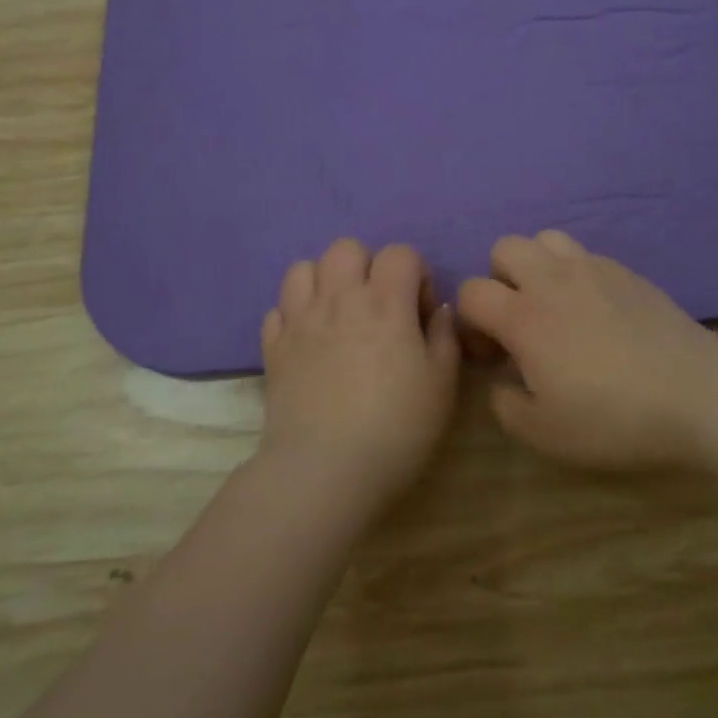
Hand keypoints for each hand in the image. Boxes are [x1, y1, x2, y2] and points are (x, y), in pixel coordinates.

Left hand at [259, 239, 459, 511]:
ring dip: (324, 282)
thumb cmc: (397, 428)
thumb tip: (438, 311)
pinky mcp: (273, 347)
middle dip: (367, 267)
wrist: (326, 470)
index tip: (419, 313)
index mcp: (385, 302)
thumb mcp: (442, 385)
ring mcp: (299, 320)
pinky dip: (294, 316)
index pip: (400, 253)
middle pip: (347, 248)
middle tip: (378, 306)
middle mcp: (339, 298)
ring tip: (338, 315)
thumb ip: (444, 337)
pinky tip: (308, 341)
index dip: (416, 275)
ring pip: (303, 268)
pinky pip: (278, 309)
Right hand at [457, 232, 717, 470]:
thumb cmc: (615, 418)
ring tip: (554, 304)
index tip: (493, 355)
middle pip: (503, 248)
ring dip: (536, 265)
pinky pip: (583, 254)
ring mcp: (591, 268)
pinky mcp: (625, 269)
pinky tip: (594, 309)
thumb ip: (507, 406)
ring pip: (544, 238)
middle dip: (499, 280)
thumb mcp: (547, 433)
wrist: (696, 392)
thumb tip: (503, 382)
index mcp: (524, 317)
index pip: (470, 292)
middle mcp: (551, 280)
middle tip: (520, 320)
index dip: (469, 322)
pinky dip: (574, 272)